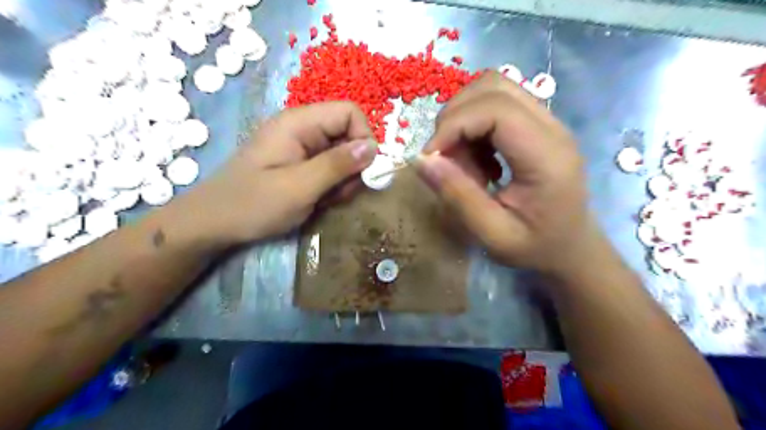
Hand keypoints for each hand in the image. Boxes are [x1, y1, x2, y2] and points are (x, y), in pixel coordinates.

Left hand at [185, 100, 375, 246]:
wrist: (213, 224)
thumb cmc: (253, 204)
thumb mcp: (299, 187)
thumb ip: (337, 165)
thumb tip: (374, 147)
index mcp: (299, 123)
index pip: (349, 112)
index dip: (364, 137)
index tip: (364, 171)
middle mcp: (303, 129)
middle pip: (348, 134)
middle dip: (354, 165)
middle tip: (340, 193)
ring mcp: (301, 147)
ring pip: (343, 154)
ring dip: (344, 179)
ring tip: (327, 200)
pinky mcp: (300, 164)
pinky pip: (330, 168)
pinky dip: (333, 185)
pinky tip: (320, 201)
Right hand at [419, 72, 604, 274]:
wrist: (572, 248)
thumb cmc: (536, 247)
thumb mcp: (493, 234)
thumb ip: (457, 196)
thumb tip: (420, 159)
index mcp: (546, 156)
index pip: (494, 109)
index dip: (453, 125)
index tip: (430, 159)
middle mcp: (551, 127)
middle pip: (492, 87)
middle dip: (455, 118)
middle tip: (447, 160)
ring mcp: (547, 121)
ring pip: (493, 88)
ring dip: (463, 118)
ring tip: (463, 160)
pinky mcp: (538, 125)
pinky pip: (497, 103)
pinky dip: (474, 124)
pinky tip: (479, 158)